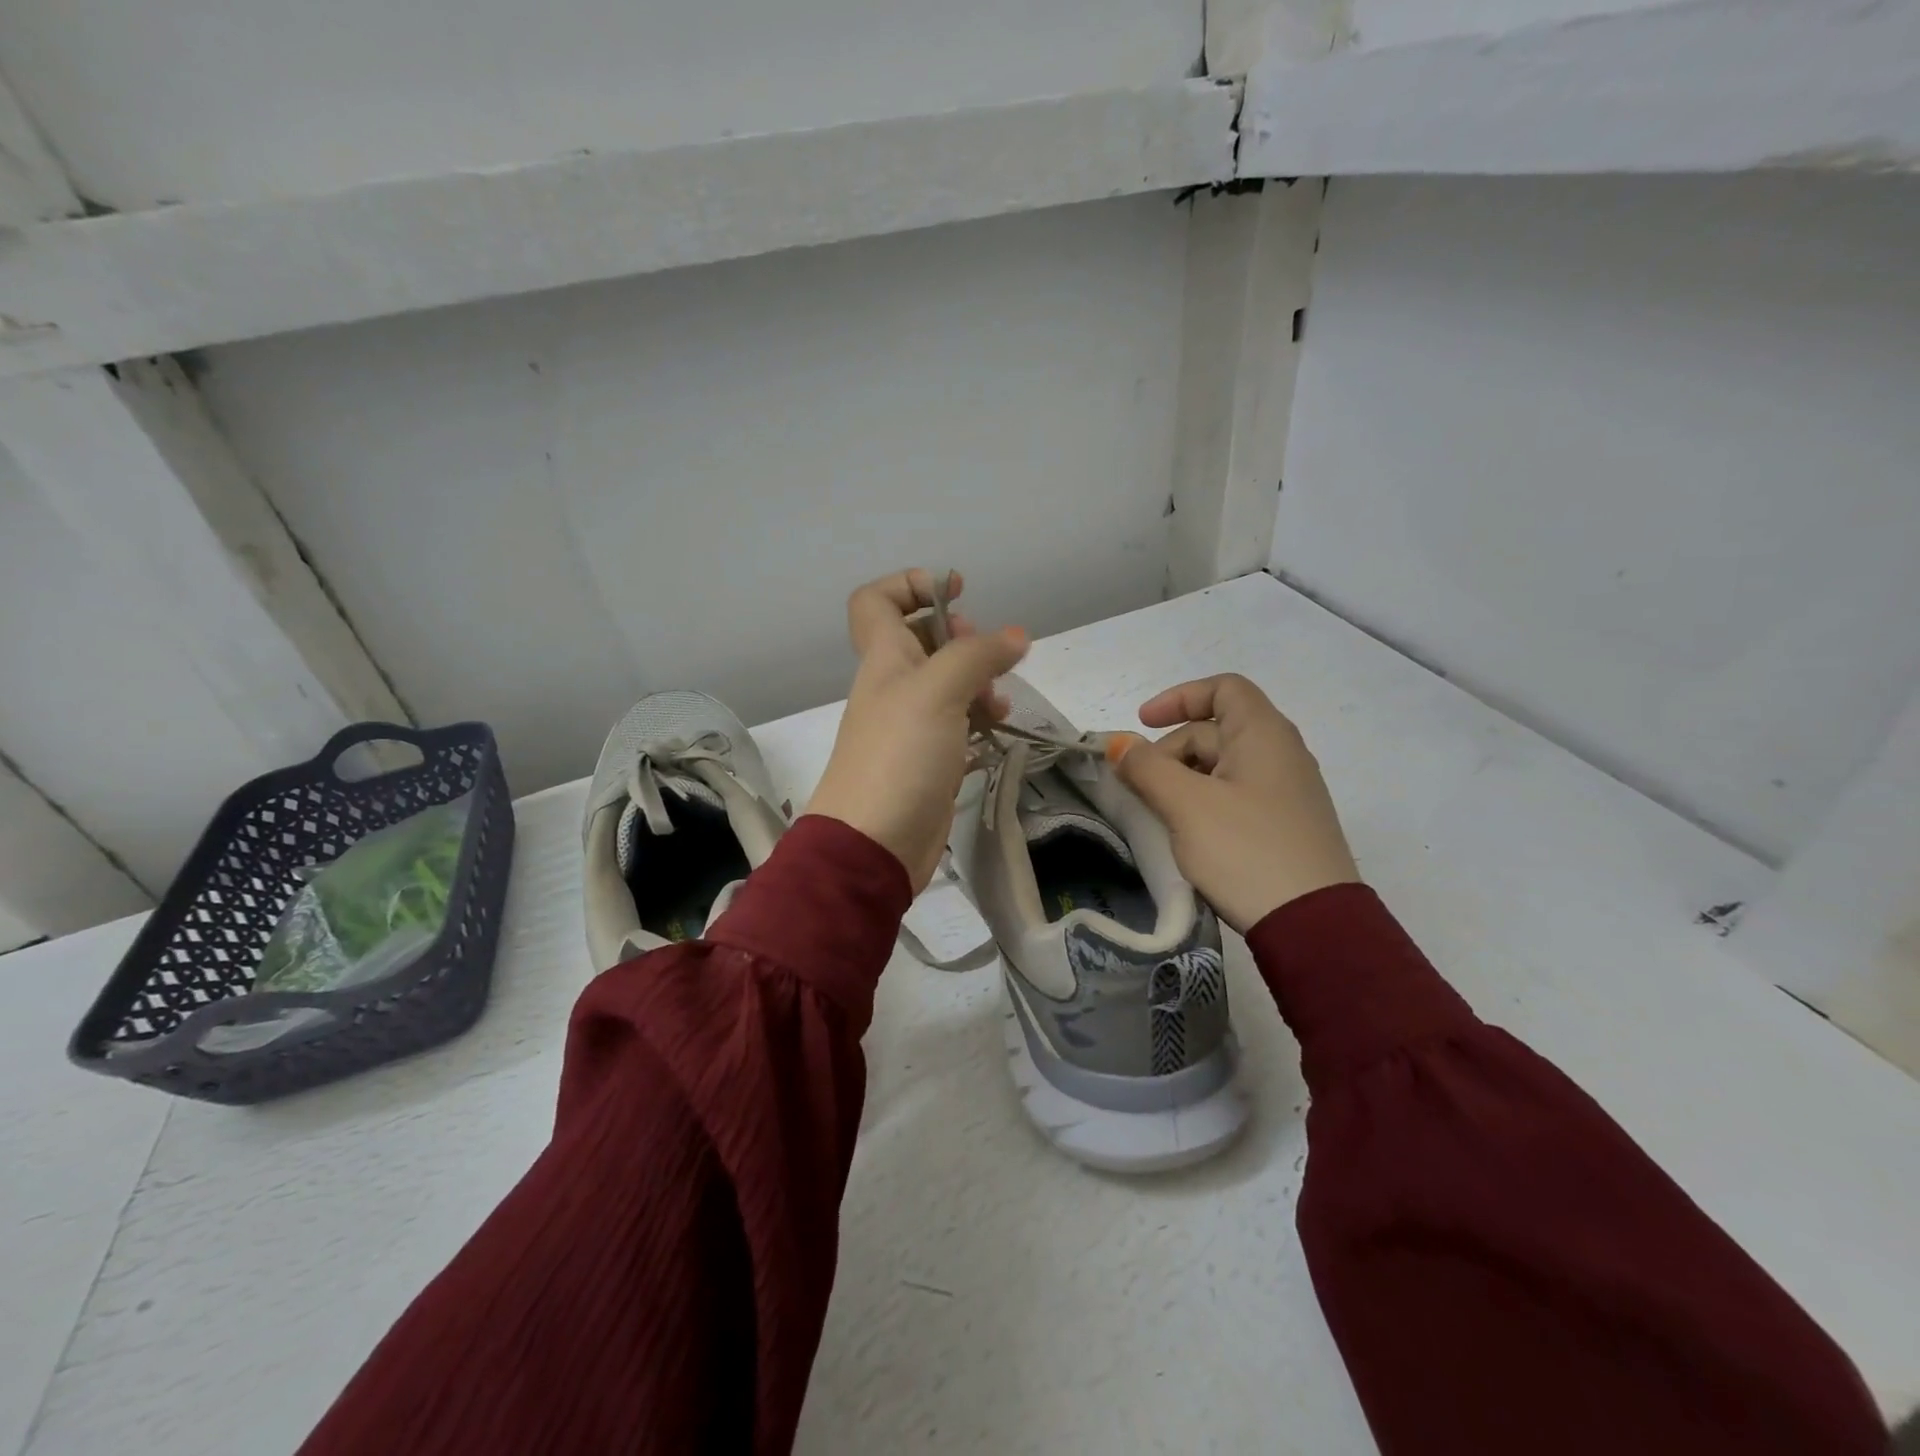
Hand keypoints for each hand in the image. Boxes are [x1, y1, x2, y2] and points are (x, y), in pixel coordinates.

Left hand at [807, 569, 1027, 890]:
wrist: (874, 843)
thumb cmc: (899, 756)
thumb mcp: (938, 691)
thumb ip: (977, 655)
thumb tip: (1017, 636)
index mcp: (884, 658)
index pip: (877, 601)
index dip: (912, 584)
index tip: (956, 592)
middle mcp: (895, 685)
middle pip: (923, 639)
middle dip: (961, 637)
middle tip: (985, 657)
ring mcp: (912, 724)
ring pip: (947, 684)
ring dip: (978, 682)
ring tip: (998, 703)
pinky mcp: (929, 759)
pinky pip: (958, 724)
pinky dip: (979, 720)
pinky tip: (997, 730)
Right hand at [1110, 674, 1359, 932]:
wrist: (1313, 923)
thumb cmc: (1246, 849)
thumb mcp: (1186, 805)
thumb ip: (1147, 768)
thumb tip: (1119, 744)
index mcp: (1263, 734)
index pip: (1223, 688)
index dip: (1178, 697)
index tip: (1142, 724)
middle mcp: (1282, 753)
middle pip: (1217, 729)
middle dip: (1171, 749)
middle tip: (1140, 787)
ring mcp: (1287, 791)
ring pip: (1224, 766)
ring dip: (1184, 778)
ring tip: (1158, 813)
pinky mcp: (1286, 824)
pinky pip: (1237, 794)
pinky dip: (1205, 800)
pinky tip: (1189, 833)